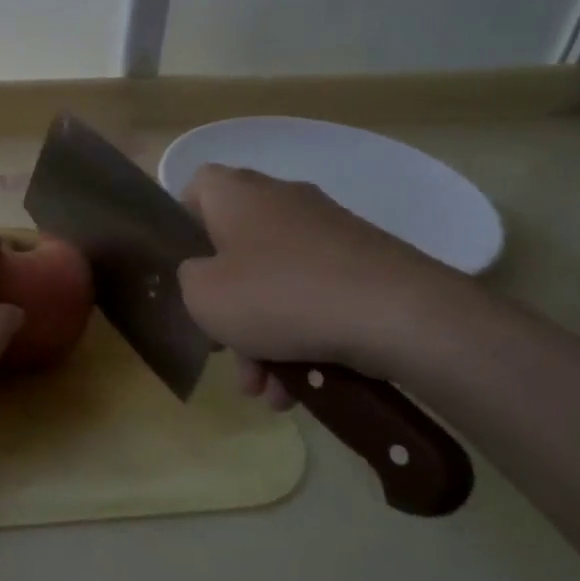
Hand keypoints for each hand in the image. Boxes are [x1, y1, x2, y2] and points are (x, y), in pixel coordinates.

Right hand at [178, 164, 467, 406]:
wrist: (397, 314)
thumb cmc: (278, 294)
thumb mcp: (202, 295)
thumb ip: (187, 279)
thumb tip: (205, 276)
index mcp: (237, 194)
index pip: (196, 189)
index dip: (181, 228)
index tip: (182, 271)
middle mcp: (281, 200)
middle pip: (235, 250)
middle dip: (226, 308)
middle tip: (221, 351)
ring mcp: (327, 231)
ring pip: (275, 283)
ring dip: (263, 338)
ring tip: (267, 391)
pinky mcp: (363, 263)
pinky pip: (314, 298)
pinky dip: (303, 337)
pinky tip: (304, 387)